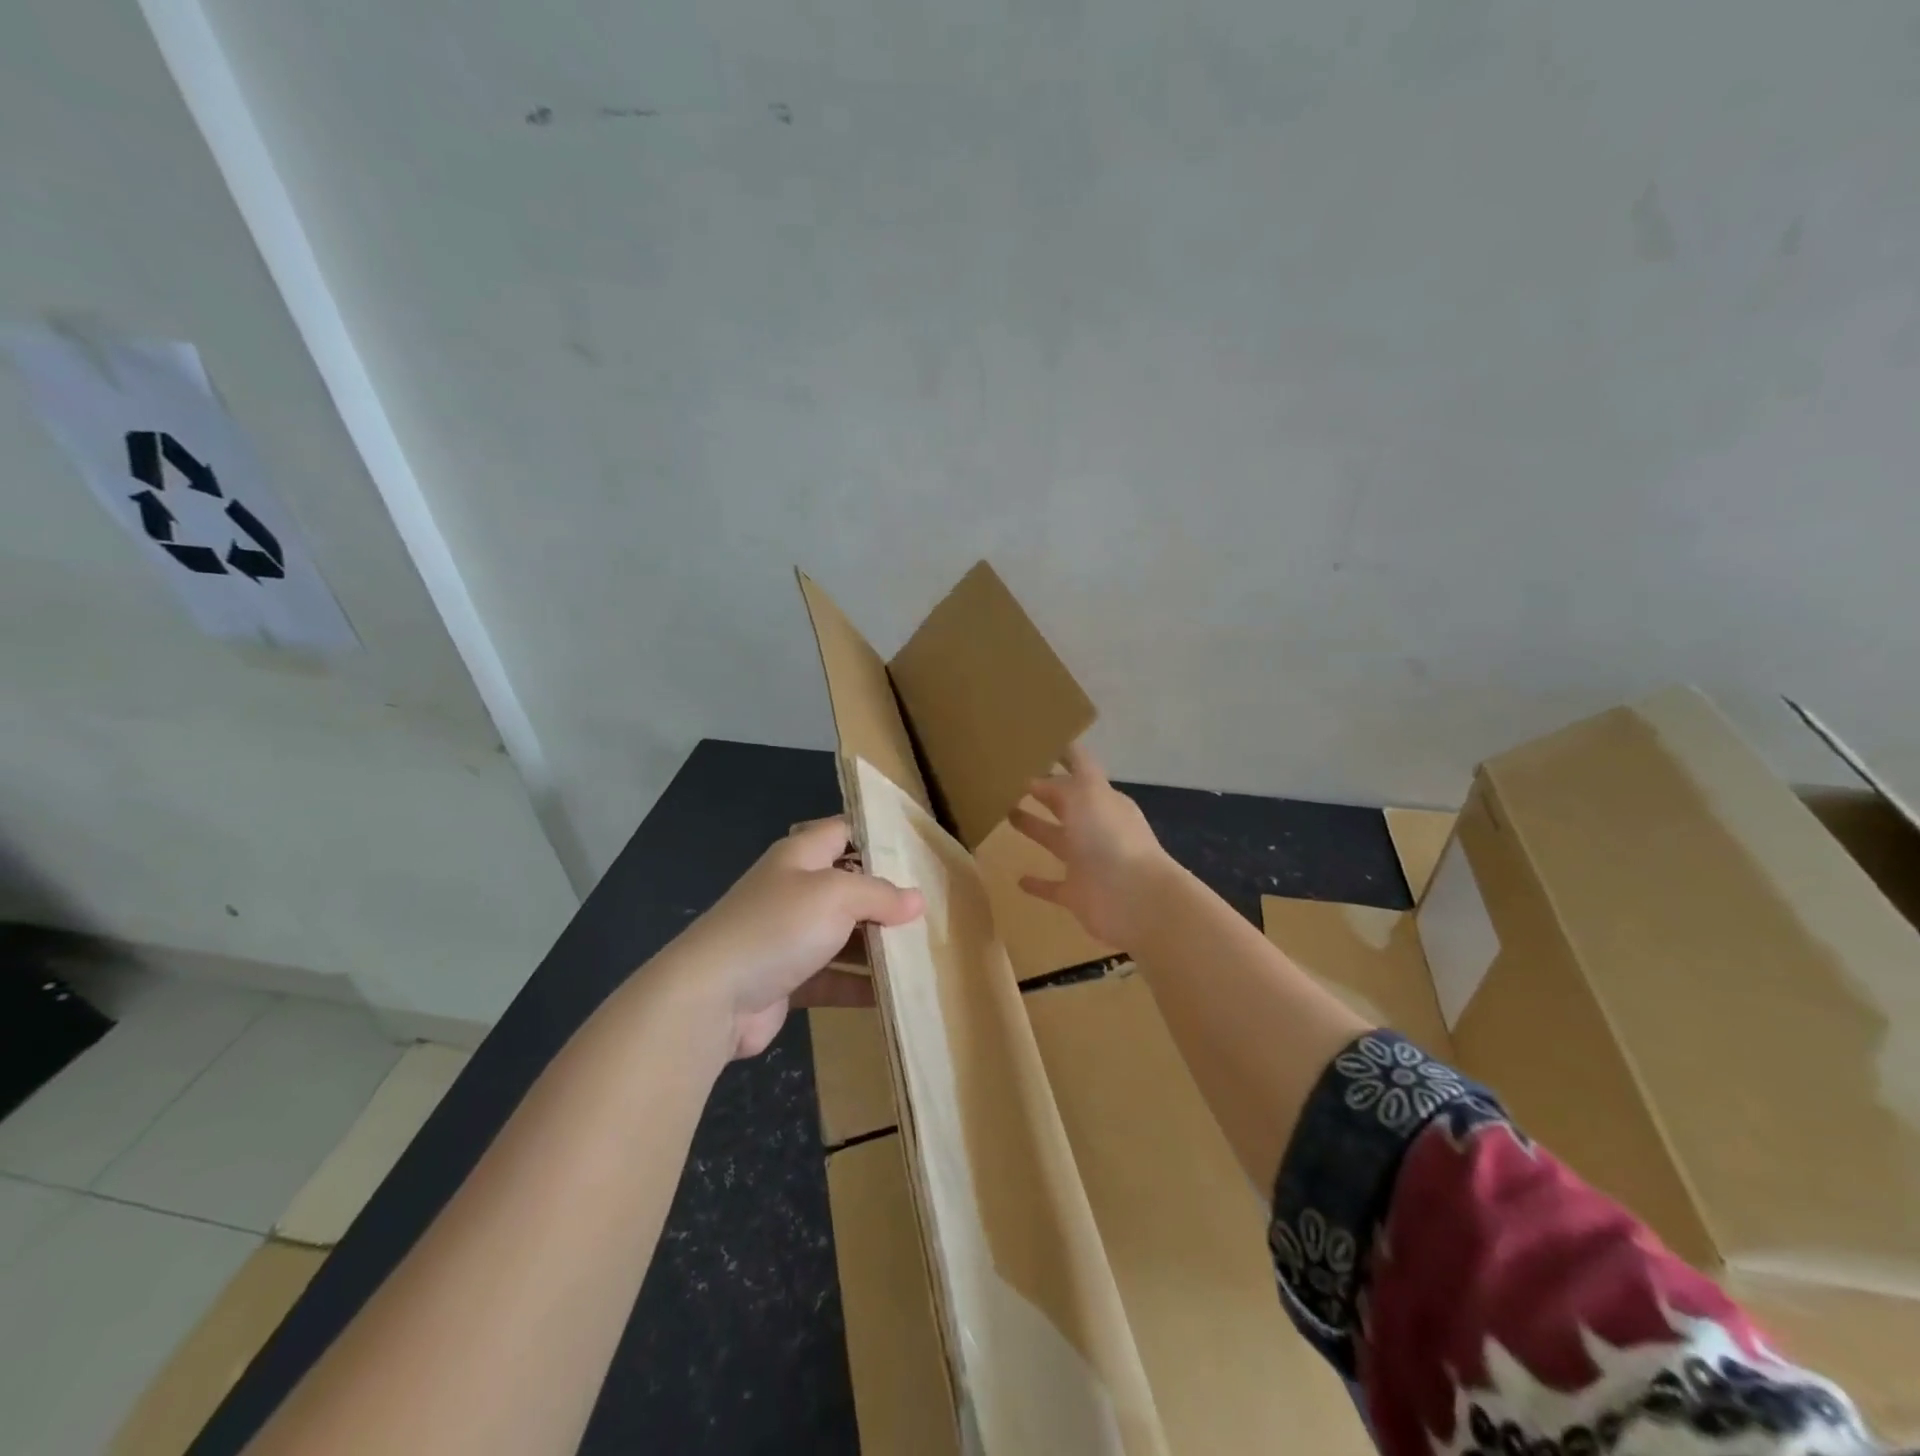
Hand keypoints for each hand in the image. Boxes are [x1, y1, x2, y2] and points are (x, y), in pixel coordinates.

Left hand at [672, 817, 923, 1057]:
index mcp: (800, 856)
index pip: (844, 831)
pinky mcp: (787, 979)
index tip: (918, 850)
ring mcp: (788, 937)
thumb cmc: (777, 927)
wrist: (711, 997)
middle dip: (886, 897)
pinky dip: (859, 984)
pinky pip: (832, 976)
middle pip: (848, 885)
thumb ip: (879, 895)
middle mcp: (794, 890)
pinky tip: (893, 995)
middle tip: (931, 909)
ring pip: (843, 934)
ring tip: (922, 952)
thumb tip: (917, 901)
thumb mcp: (836, 895)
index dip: (877, 835)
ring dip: (877, 944)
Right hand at [1009, 744, 1171, 947]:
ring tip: (1007, 815)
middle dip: (1044, 792)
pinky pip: (1053, 886)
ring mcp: (1087, 862)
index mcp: (1103, 800)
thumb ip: (1060, 785)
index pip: (1081, 770)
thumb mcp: (1085, 796)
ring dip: (1035, 828)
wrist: (1134, 899)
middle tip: (1010, 780)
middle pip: (1066, 805)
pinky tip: (1018, 879)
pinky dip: (1037, 883)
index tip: (1035, 745)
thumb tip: (1034, 780)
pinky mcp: (1077, 894)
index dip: (1063, 756)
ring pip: (1056, 840)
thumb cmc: (1110, 838)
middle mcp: (1096, 827)